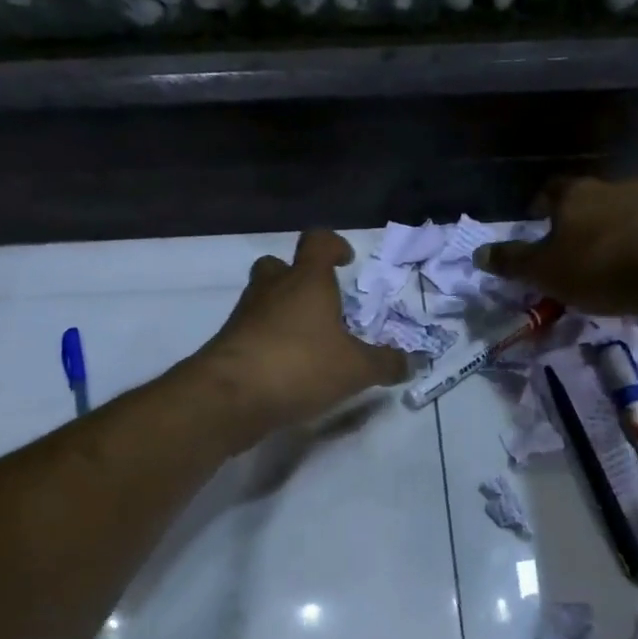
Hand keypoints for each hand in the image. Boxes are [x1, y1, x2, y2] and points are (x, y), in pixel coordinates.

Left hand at [194, 230, 410, 441]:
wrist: (230, 396)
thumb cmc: (300, 366)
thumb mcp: (356, 369)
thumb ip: (385, 363)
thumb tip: (409, 362)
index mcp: (307, 281)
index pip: (317, 241)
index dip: (333, 245)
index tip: (345, 261)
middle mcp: (272, 289)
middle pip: (279, 266)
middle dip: (298, 278)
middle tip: (320, 304)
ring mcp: (245, 315)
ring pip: (263, 299)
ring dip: (282, 312)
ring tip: (308, 342)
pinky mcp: (228, 343)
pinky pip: (252, 331)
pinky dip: (268, 341)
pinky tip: (286, 369)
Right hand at [475, 177, 637, 315]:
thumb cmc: (596, 267)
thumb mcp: (542, 271)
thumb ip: (510, 261)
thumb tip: (477, 253)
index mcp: (574, 193)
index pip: (549, 189)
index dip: (539, 204)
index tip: (535, 221)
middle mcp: (610, 187)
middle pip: (584, 198)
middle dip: (573, 218)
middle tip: (565, 245)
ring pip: (615, 212)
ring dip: (605, 229)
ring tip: (599, 259)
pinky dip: (631, 243)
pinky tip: (629, 266)